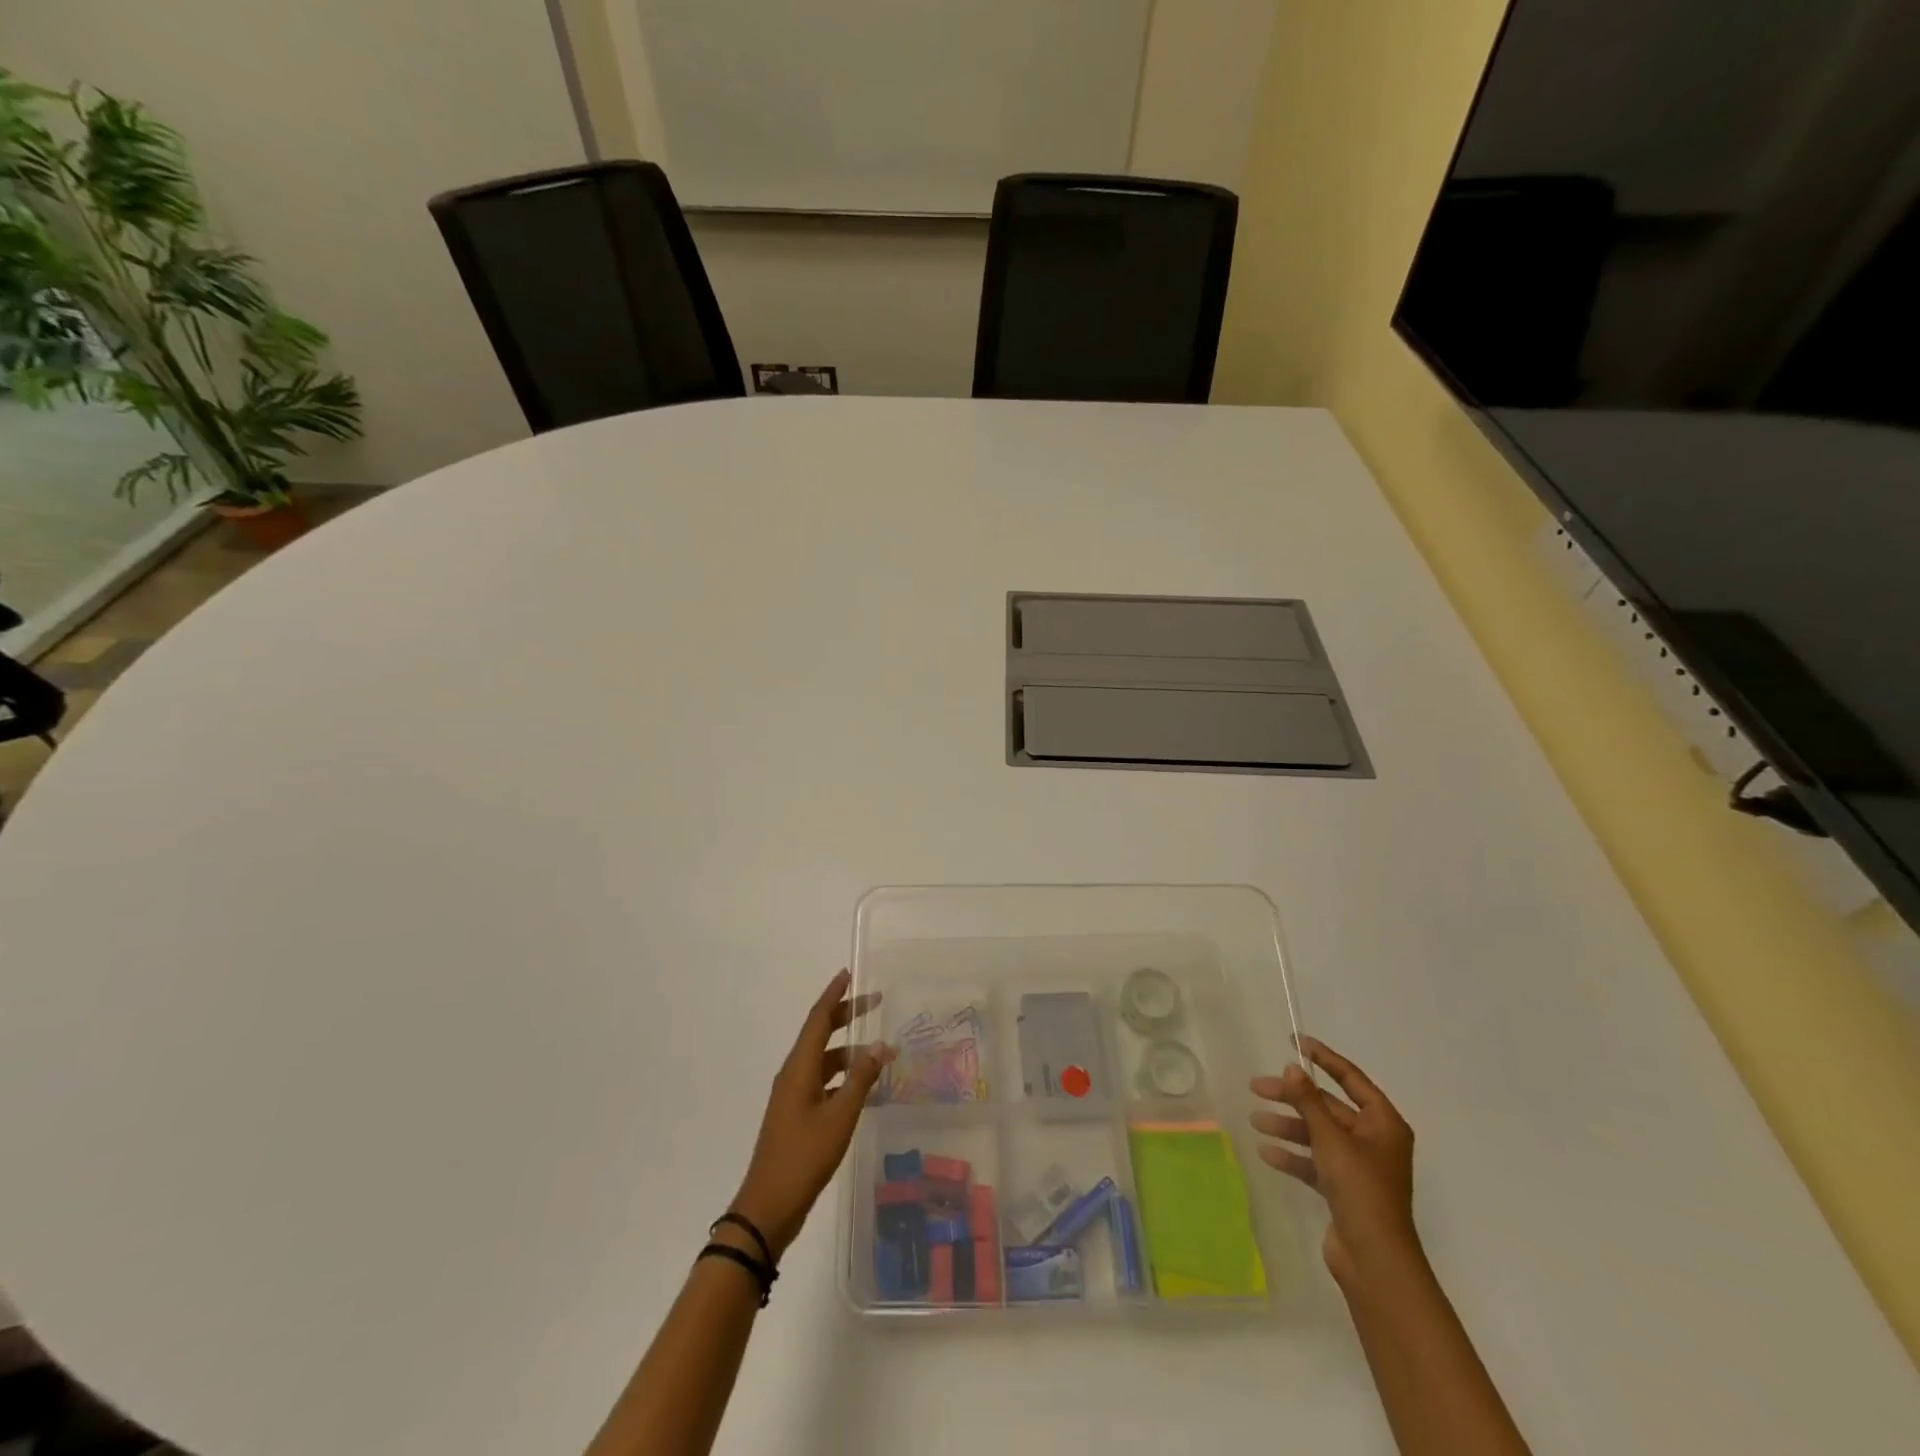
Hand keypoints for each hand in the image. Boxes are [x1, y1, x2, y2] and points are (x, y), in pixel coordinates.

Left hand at [729, 970, 892, 1259]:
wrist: (768, 1207)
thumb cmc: (804, 1157)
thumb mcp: (840, 1116)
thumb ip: (861, 1079)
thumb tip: (880, 1045)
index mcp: (799, 1068)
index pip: (818, 1019)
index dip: (834, 995)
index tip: (849, 974)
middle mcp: (793, 1074)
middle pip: (820, 1034)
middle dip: (845, 1016)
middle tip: (874, 1002)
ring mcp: (793, 1096)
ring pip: (823, 1060)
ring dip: (849, 1051)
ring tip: (879, 1052)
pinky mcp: (796, 1116)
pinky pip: (822, 1082)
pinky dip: (843, 1077)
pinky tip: (863, 1088)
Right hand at [1249, 1037, 1420, 1289]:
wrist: (1374, 1260)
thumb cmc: (1360, 1189)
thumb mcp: (1330, 1138)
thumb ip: (1308, 1101)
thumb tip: (1293, 1068)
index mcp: (1383, 1123)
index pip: (1351, 1078)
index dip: (1324, 1058)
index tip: (1294, 1042)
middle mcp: (1374, 1140)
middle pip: (1328, 1107)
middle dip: (1293, 1098)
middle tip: (1257, 1088)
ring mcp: (1359, 1167)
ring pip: (1318, 1134)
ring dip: (1288, 1127)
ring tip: (1256, 1121)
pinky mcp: (1344, 1190)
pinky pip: (1315, 1162)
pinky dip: (1294, 1155)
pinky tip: (1267, 1152)